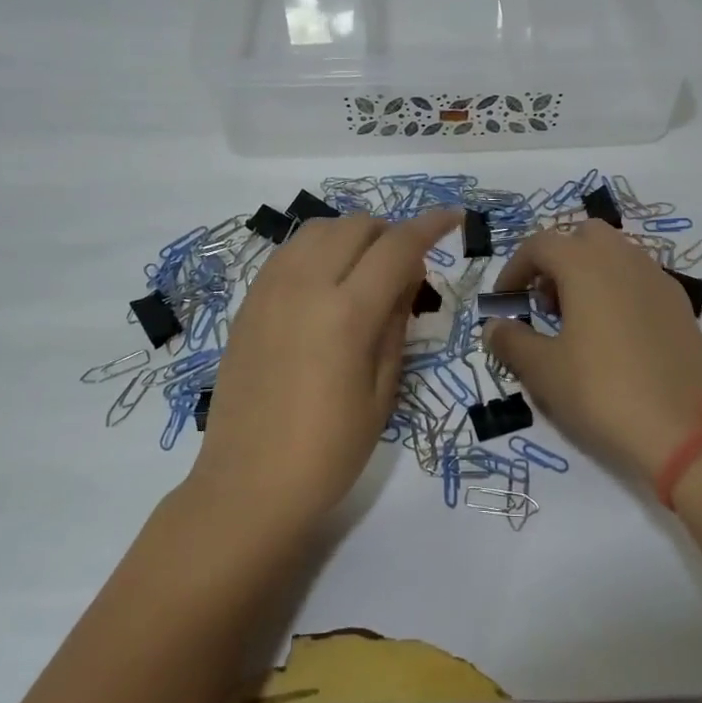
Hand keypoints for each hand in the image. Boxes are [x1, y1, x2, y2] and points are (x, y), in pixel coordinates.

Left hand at [190, 209, 460, 530]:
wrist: (247, 486)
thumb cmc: (329, 451)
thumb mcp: (383, 391)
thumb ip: (396, 321)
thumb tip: (407, 274)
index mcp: (346, 313)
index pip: (398, 246)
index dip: (431, 225)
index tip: (453, 216)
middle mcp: (305, 286)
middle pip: (357, 226)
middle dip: (390, 234)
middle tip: (405, 269)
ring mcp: (270, 291)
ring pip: (319, 229)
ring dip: (352, 236)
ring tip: (365, 272)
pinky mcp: (249, 303)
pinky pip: (289, 252)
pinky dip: (318, 250)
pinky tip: (326, 284)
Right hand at [484, 220, 701, 482]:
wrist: (686, 431)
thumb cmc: (603, 392)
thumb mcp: (544, 372)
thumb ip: (512, 341)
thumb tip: (495, 326)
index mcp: (586, 264)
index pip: (540, 244)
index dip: (515, 268)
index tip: (505, 301)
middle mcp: (624, 258)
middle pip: (582, 237)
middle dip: (557, 260)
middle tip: (545, 303)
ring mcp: (658, 278)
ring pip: (615, 254)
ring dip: (589, 273)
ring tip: (577, 321)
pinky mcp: (680, 304)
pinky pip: (640, 279)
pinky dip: (618, 290)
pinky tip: (614, 336)